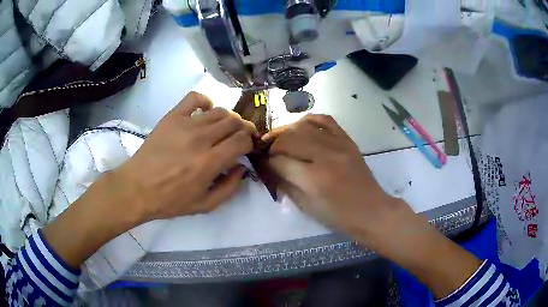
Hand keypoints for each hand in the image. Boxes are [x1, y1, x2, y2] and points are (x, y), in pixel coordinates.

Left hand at [115, 92, 256, 222]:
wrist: (138, 188)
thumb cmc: (170, 200)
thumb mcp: (205, 205)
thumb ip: (230, 188)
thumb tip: (242, 168)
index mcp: (210, 162)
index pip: (242, 140)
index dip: (249, 142)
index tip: (246, 148)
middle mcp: (201, 138)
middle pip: (234, 121)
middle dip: (243, 129)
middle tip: (239, 138)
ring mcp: (186, 124)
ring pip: (219, 111)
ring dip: (227, 118)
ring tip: (222, 129)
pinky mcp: (172, 117)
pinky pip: (195, 98)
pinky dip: (205, 102)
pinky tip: (204, 112)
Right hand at [264, 114, 481, 298]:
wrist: (371, 210)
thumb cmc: (338, 216)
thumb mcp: (307, 207)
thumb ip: (286, 185)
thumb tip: (270, 168)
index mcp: (314, 179)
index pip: (279, 161)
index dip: (267, 162)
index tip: (264, 164)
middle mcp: (325, 156)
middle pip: (289, 139)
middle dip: (273, 145)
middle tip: (269, 152)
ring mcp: (338, 145)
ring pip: (303, 126)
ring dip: (287, 131)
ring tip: (282, 140)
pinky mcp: (347, 140)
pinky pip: (325, 120)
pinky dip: (309, 120)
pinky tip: (302, 127)